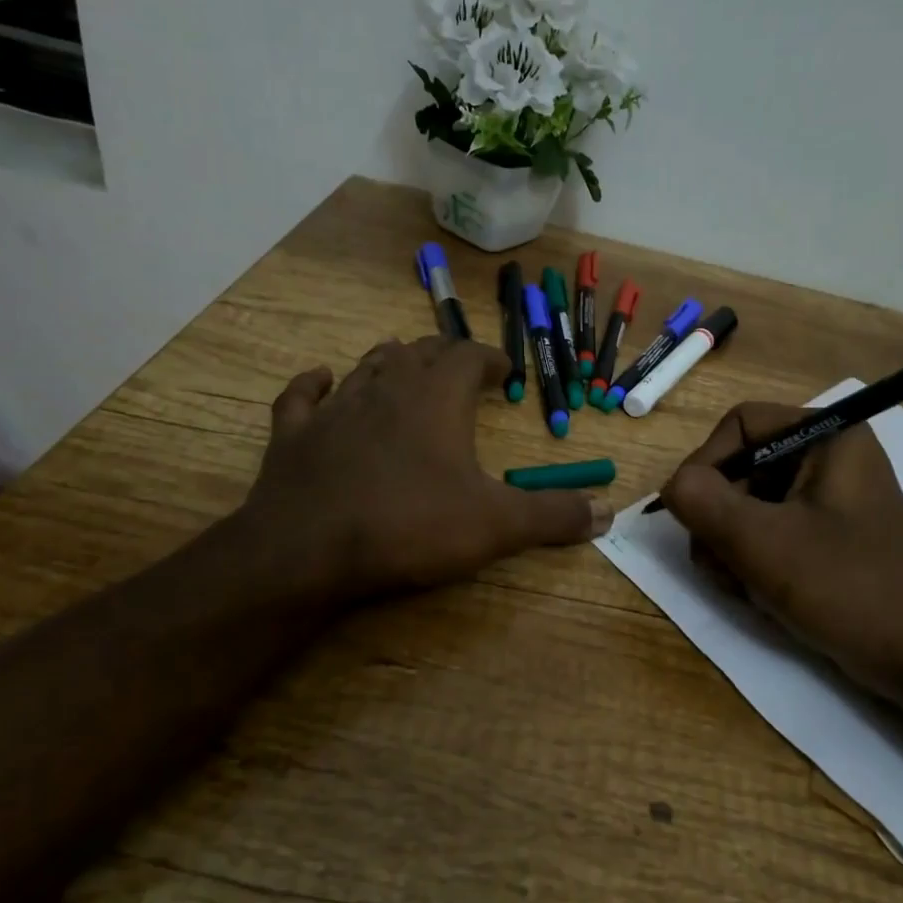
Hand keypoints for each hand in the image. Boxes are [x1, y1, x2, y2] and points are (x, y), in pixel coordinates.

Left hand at [235, 336, 611, 607]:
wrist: (308, 550)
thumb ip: (554, 515)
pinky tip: (322, 380)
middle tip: (462, 371)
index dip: (492, 359)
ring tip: (407, 368)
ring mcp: (335, 407)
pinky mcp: (293, 434)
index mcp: (437, 398)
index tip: (506, 372)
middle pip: (421, 353)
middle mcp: (387, 387)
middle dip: (446, 356)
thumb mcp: (496, 525)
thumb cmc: (410, 526)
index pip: (470, 357)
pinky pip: (303, 395)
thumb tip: (609, 512)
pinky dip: (315, 384)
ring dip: (392, 362)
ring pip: (368, 366)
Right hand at [659, 402, 902, 688]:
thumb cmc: (845, 587)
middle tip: (716, 562)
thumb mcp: (761, 542)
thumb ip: (702, 501)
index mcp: (827, 437)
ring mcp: (829, 498)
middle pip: (741, 466)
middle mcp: (829, 457)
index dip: (705, 463)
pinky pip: (769, 529)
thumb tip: (672, 486)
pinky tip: (759, 592)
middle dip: (718, 517)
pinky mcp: (827, 535)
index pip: (740, 423)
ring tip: (741, 585)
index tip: (690, 512)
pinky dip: (753, 559)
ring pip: (748, 503)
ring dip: (730, 544)